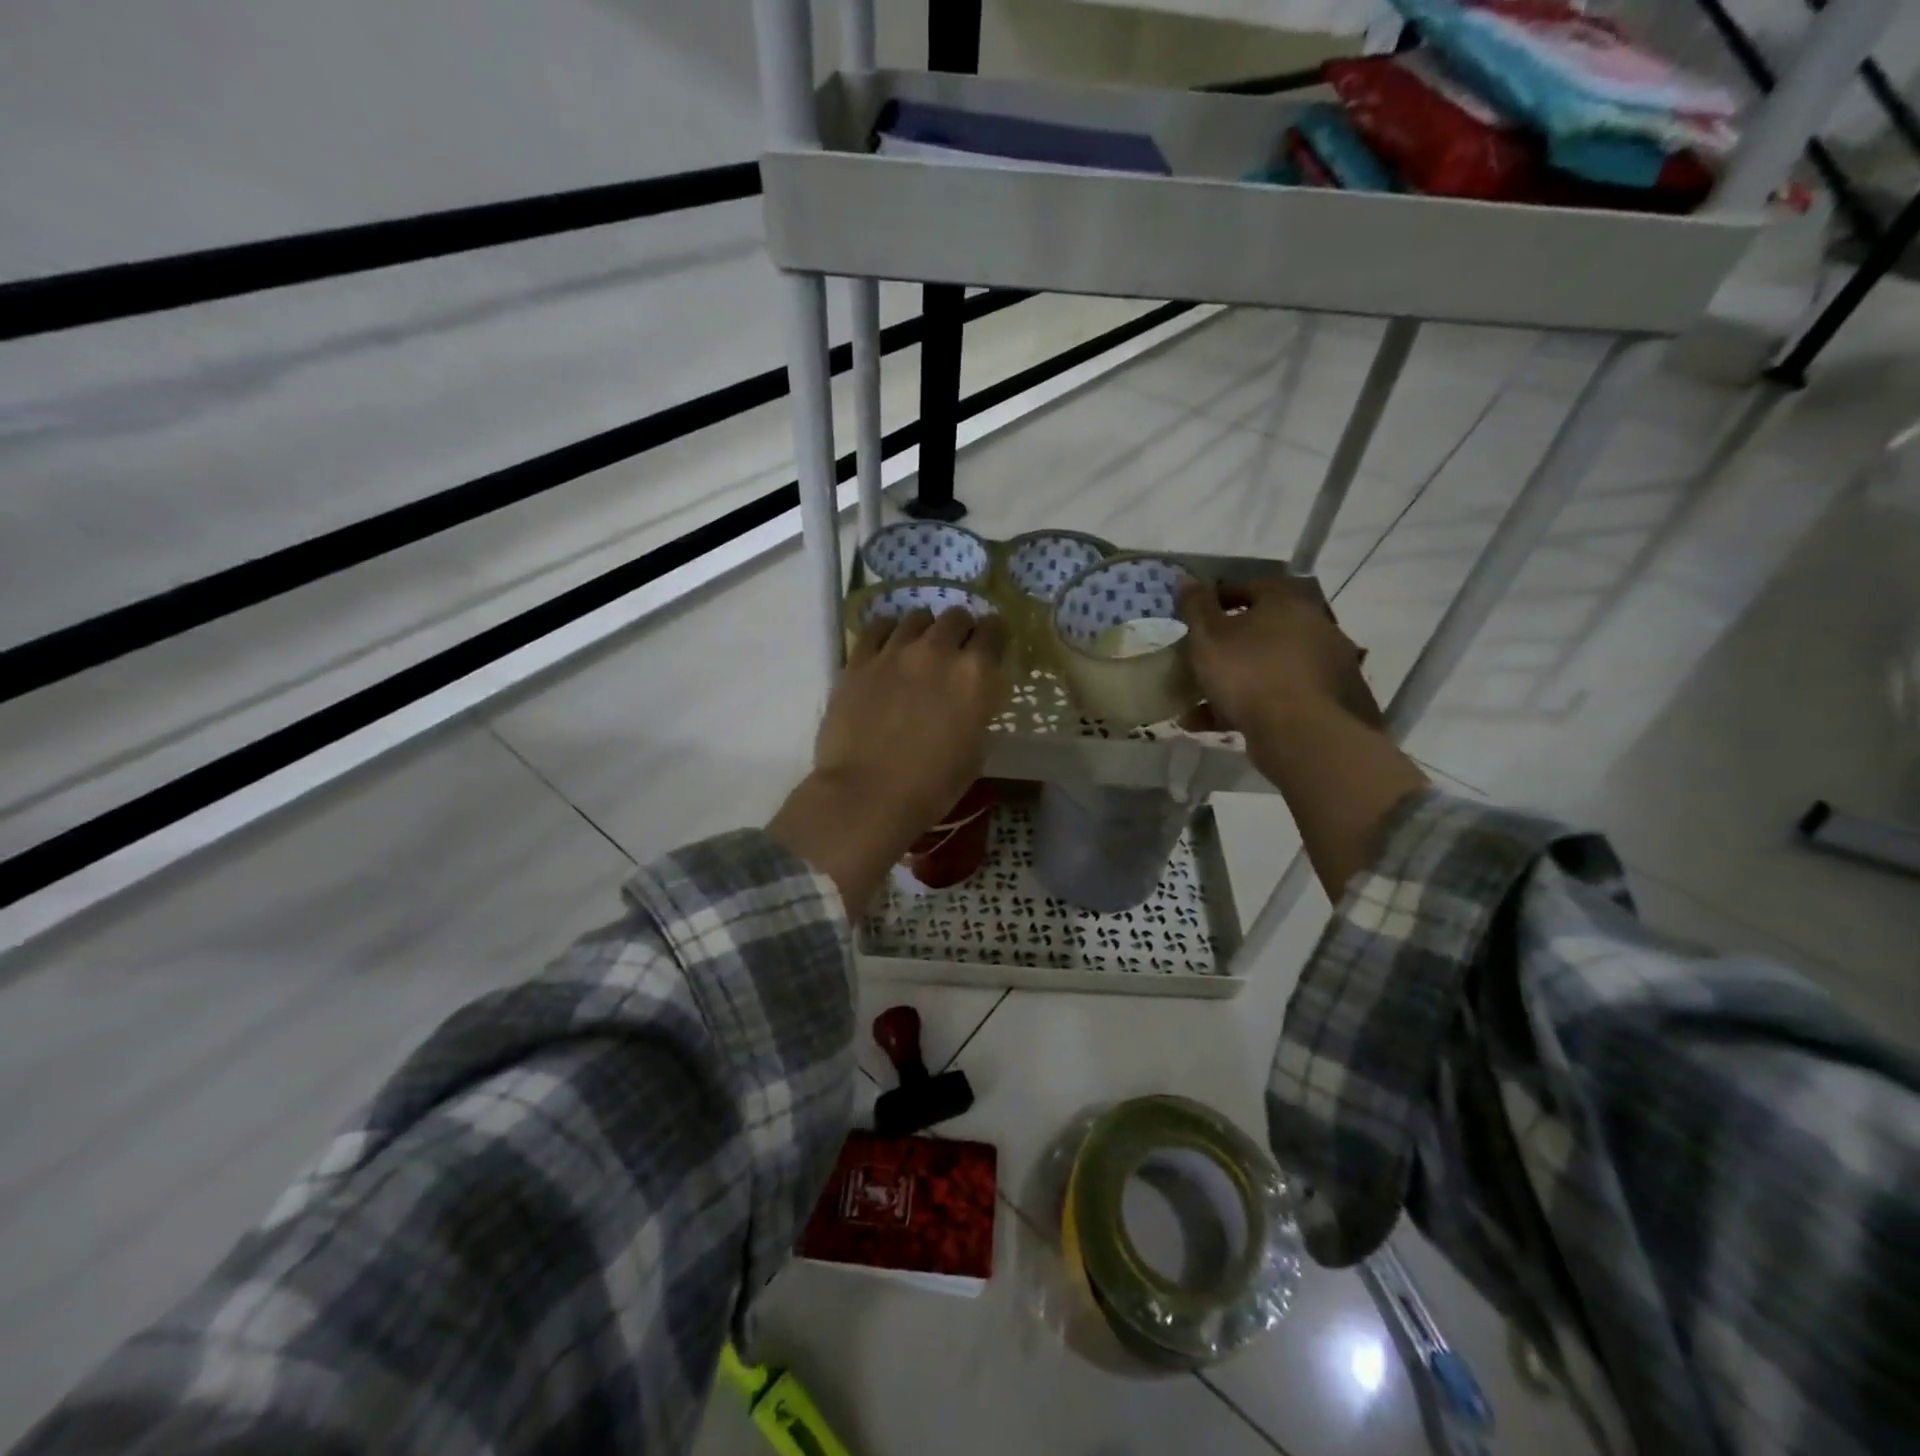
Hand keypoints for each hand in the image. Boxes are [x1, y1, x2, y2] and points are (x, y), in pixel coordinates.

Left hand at [769, 608, 1007, 910]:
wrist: (867, 795)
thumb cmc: (931, 787)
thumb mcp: (974, 752)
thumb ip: (976, 712)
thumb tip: (970, 700)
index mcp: (975, 674)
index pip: (994, 630)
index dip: (994, 636)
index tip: (990, 647)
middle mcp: (937, 650)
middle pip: (956, 616)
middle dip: (960, 629)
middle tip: (955, 650)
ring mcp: (895, 651)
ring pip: (917, 616)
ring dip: (925, 629)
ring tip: (919, 648)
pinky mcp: (859, 660)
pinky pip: (877, 627)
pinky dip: (888, 631)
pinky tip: (887, 646)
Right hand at [1178, 577, 1380, 740]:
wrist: (1301, 733)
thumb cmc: (1248, 673)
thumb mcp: (1208, 637)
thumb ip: (1195, 606)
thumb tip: (1186, 578)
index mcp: (1287, 602)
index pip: (1250, 586)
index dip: (1217, 599)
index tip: (1194, 617)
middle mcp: (1313, 627)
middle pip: (1260, 630)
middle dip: (1226, 646)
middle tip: (1198, 661)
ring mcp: (1324, 666)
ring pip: (1266, 668)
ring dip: (1232, 681)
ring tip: (1195, 704)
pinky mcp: (1325, 702)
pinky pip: (1277, 697)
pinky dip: (1246, 706)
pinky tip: (1212, 724)